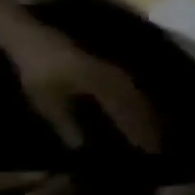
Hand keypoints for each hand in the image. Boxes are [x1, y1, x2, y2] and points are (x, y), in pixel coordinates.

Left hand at [6, 26, 159, 152]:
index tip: (150, 152)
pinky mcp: (120, 75)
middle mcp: (125, 84)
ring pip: (144, 103)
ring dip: (151, 120)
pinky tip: (143, 117)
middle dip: (152, 129)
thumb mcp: (46, 100)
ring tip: (154, 135)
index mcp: (110, 91)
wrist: (37, 42)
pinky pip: (138, 96)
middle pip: (144, 110)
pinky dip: (143, 110)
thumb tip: (80, 147)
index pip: (132, 117)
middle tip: (157, 147)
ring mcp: (125, 78)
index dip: (142, 135)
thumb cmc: (42, 73)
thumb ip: (65, 123)